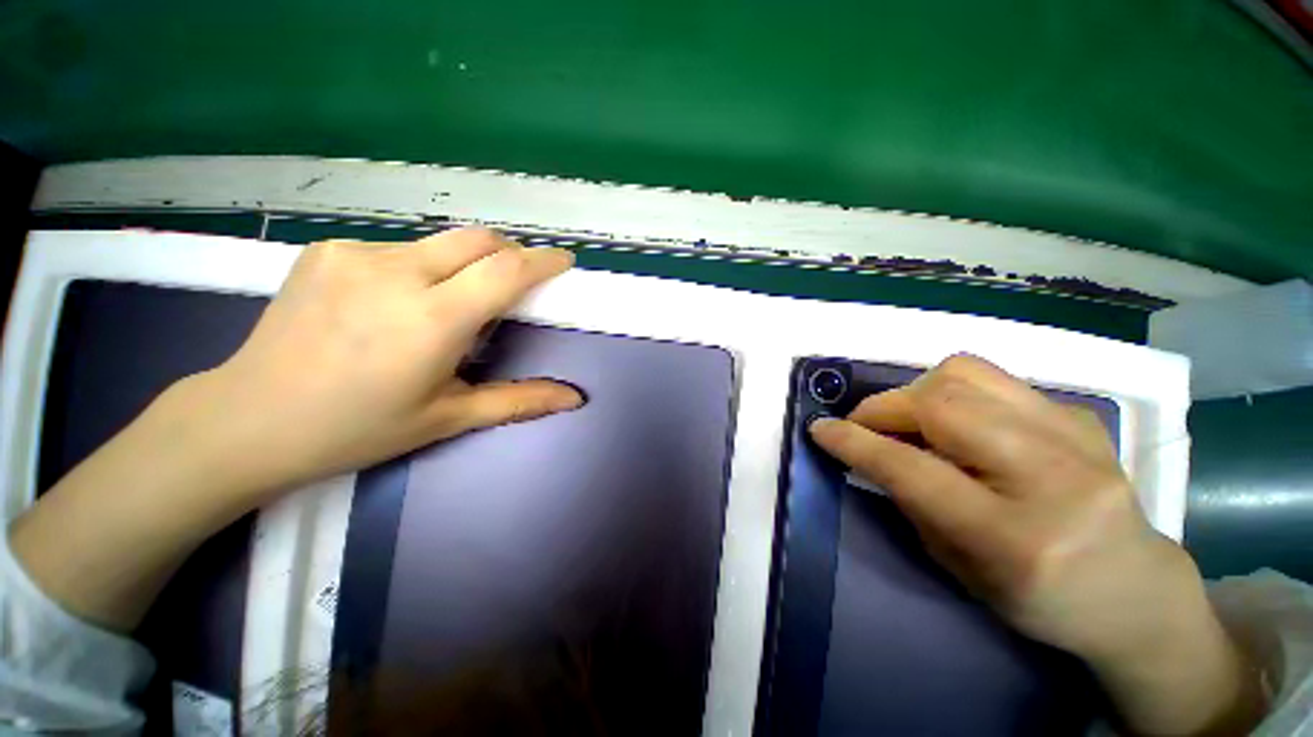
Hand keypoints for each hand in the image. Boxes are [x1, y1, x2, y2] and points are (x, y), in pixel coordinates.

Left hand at [168, 228, 583, 499]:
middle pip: (478, 240)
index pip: (507, 270)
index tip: (563, 261)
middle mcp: (397, 273)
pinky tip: (398, 301)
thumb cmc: (359, 428)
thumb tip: (574, 398)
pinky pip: (399, 248)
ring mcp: (356, 254)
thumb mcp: (449, 417)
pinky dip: (422, 267)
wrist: (250, 419)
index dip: (543, 261)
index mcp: (433, 319)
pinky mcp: (327, 249)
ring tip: (450, 303)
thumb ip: (519, 400)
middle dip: (510, 253)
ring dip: (464, 265)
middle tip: (517, 280)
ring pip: (439, 243)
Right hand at [809, 355, 1264, 736]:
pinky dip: (955, 393)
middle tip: (865, 424)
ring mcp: (1075, 437)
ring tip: (908, 418)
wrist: (1135, 592)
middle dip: (883, 407)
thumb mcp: (959, 568)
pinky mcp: (1079, 415)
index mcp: (1014, 538)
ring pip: (965, 373)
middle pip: (940, 403)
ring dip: (916, 391)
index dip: (855, 442)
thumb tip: (870, 450)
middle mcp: (1050, 478)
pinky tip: (959, 424)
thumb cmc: (1040, 600)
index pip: (912, 470)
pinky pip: (994, 380)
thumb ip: (910, 501)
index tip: (820, 429)